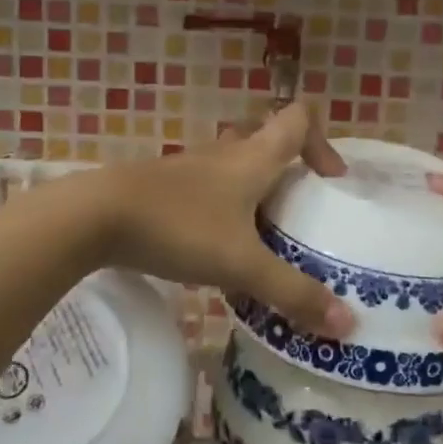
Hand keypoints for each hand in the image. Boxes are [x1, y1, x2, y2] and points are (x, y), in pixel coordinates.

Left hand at [91, 104, 356, 338]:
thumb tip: (348, 325)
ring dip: (254, 192)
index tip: (330, 181)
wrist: (94, 217)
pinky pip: (207, 188)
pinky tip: (215, 249)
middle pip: (267, 141)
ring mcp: (190, 167)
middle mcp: (224, 153)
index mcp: (252, 157)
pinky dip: (222, 209)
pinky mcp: (164, 187)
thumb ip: (293, 293)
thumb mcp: (242, 264)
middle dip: (289, 172)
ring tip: (262, 238)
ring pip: (234, 166)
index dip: (323, 141)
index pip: (298, 119)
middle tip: (299, 214)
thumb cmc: (179, 227)